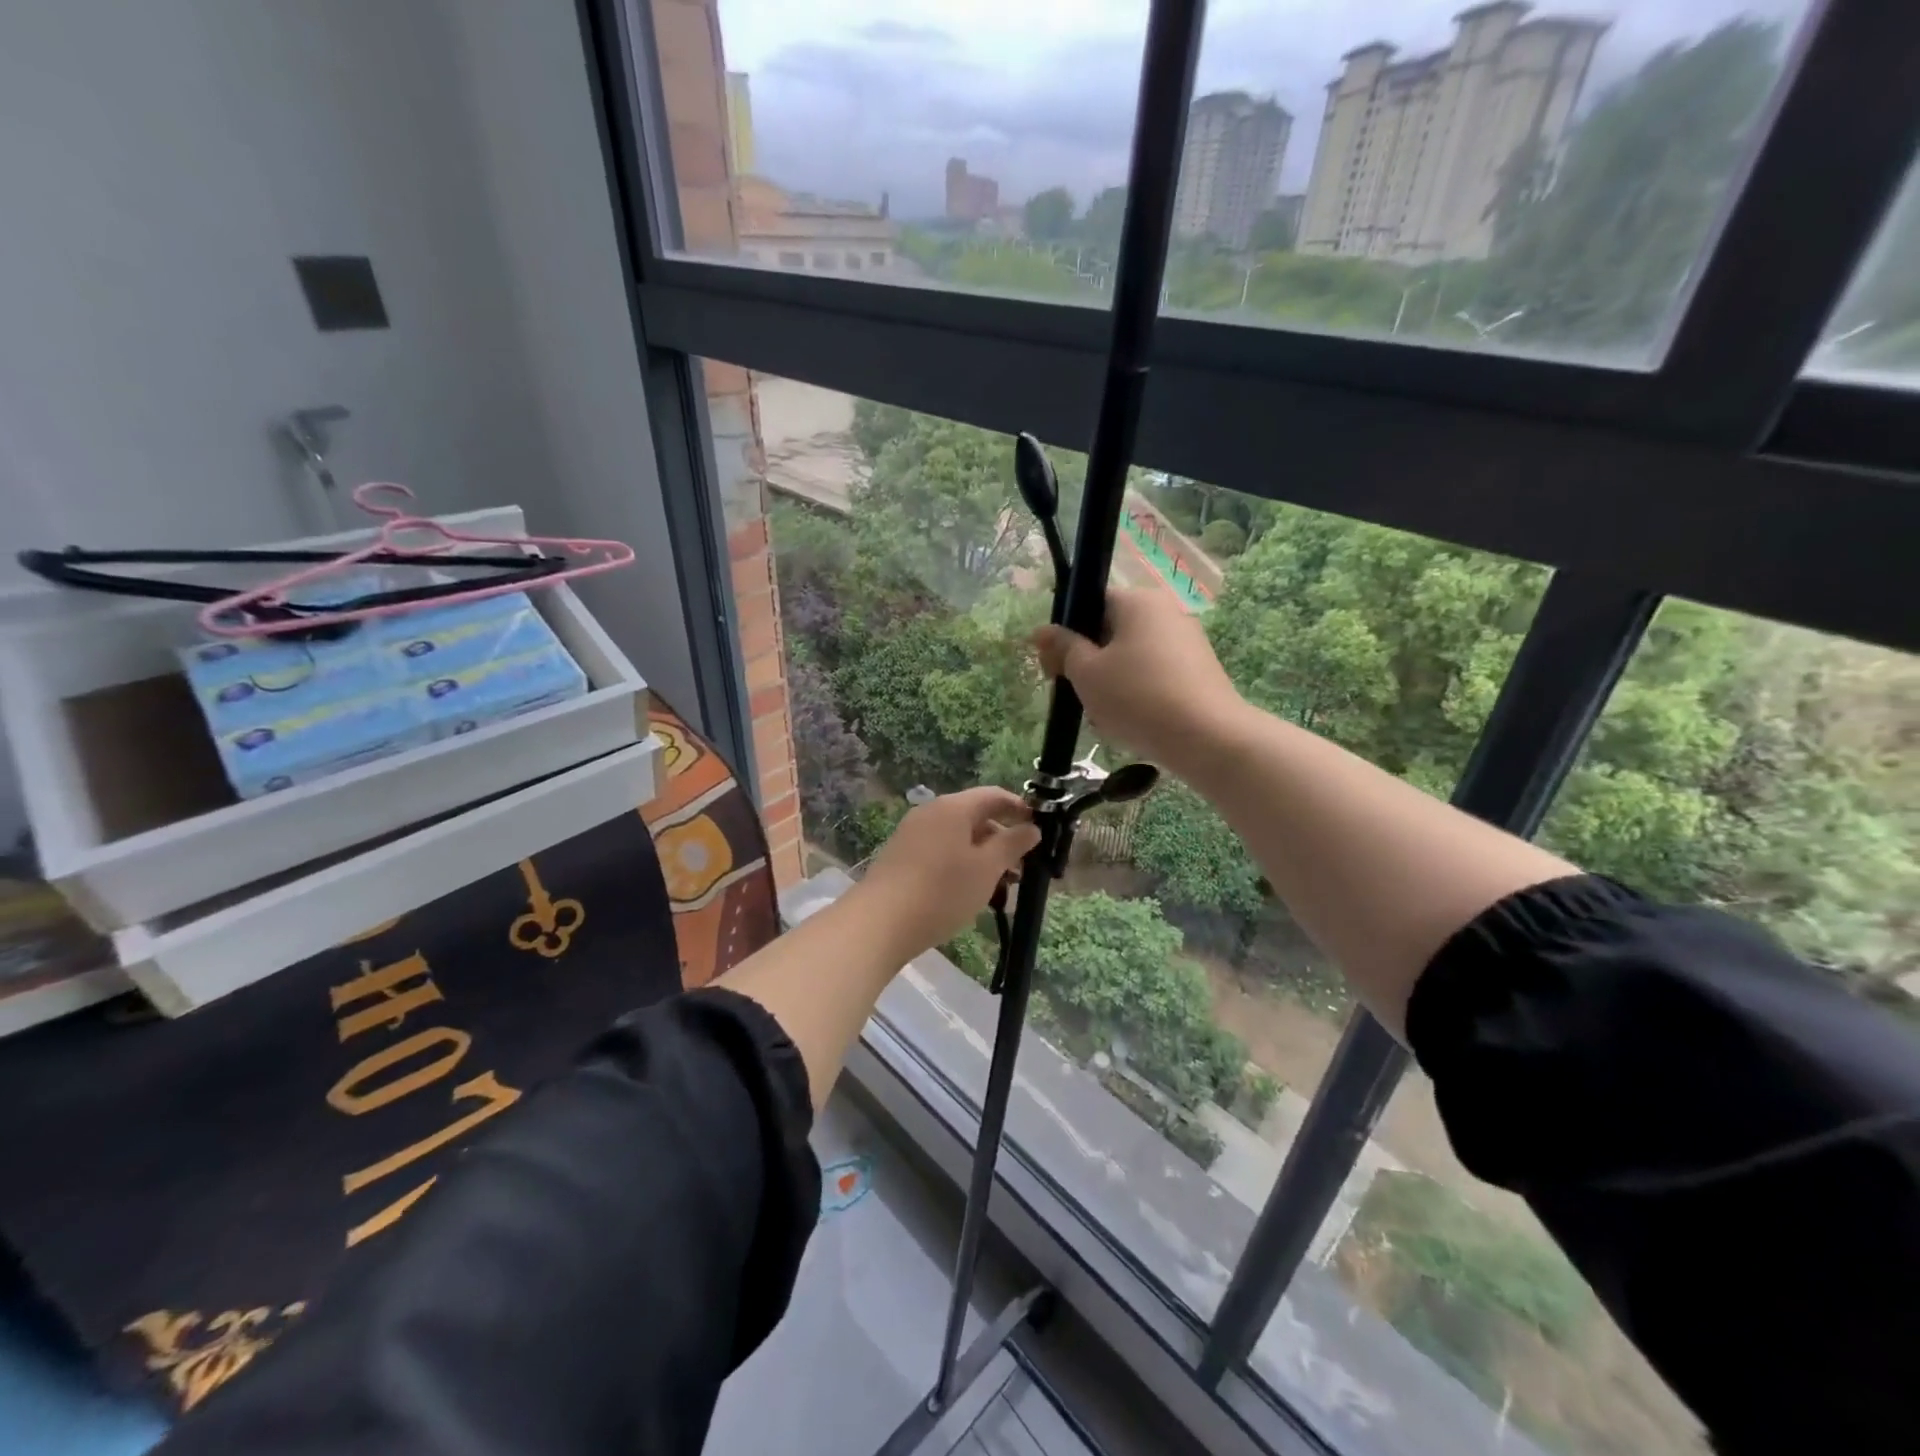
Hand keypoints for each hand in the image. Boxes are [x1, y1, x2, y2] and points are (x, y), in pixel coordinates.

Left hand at [856, 788, 1040, 956]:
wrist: (880, 922)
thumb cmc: (942, 891)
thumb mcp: (987, 868)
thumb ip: (1012, 844)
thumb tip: (1032, 827)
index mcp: (953, 807)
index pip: (994, 796)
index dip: (1020, 809)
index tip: (1040, 829)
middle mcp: (931, 813)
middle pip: (976, 817)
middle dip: (1002, 840)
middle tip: (1022, 870)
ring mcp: (913, 834)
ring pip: (959, 839)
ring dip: (983, 858)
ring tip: (1000, 889)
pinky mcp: (902, 857)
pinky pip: (941, 853)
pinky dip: (962, 866)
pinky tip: (970, 894)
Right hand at [1033, 588, 1243, 771]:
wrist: (1206, 738)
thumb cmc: (1137, 697)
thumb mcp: (1086, 673)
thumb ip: (1063, 648)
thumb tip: (1041, 631)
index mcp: (1138, 601)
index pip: (1092, 602)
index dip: (1067, 632)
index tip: (1053, 665)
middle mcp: (1167, 612)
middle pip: (1112, 631)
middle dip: (1088, 662)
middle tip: (1073, 693)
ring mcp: (1187, 642)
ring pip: (1131, 657)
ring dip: (1110, 682)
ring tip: (1103, 716)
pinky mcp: (1198, 672)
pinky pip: (1154, 675)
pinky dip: (1137, 694)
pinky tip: (1131, 723)